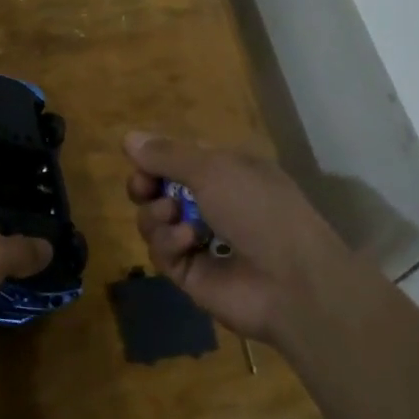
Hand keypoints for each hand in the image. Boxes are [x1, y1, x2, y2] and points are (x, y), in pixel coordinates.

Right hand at [125, 132, 352, 349]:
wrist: (291, 281)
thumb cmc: (258, 209)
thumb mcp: (212, 168)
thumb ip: (166, 154)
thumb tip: (128, 137)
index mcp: (225, 171)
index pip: (178, 158)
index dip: (155, 158)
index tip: (141, 161)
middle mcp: (211, 202)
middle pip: (159, 188)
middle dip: (145, 185)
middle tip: (144, 188)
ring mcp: (200, 240)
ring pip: (153, 219)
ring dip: (156, 214)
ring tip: (172, 215)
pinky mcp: (190, 273)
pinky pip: (161, 251)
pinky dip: (168, 243)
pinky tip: (187, 242)